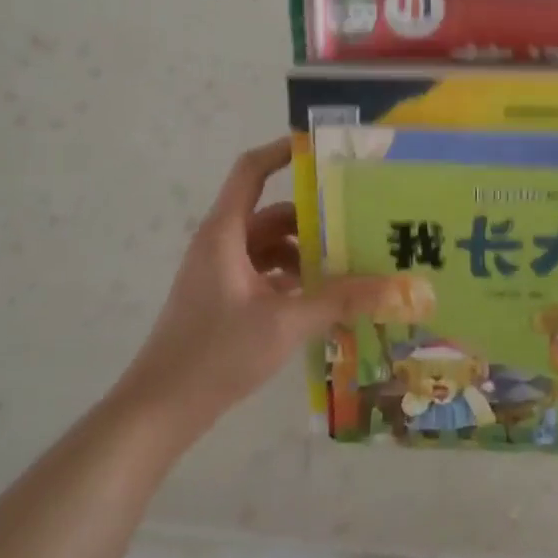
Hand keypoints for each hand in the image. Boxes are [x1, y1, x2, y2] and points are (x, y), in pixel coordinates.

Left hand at [116, 138, 392, 442]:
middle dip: (313, 216)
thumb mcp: (285, 323)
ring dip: (304, 251)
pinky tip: (322, 297)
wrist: (162, 407)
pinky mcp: (223, 299)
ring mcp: (219, 273)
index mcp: (225, 233)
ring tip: (350, 262)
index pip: (252, 170)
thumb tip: (395, 286)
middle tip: (359, 219)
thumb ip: (340, 300)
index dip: (283, 152)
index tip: (323, 150)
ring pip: (268, 246)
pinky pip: (263, 273)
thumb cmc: (217, 352)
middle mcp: (220, 244)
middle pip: (270, 212)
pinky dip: (291, 277)